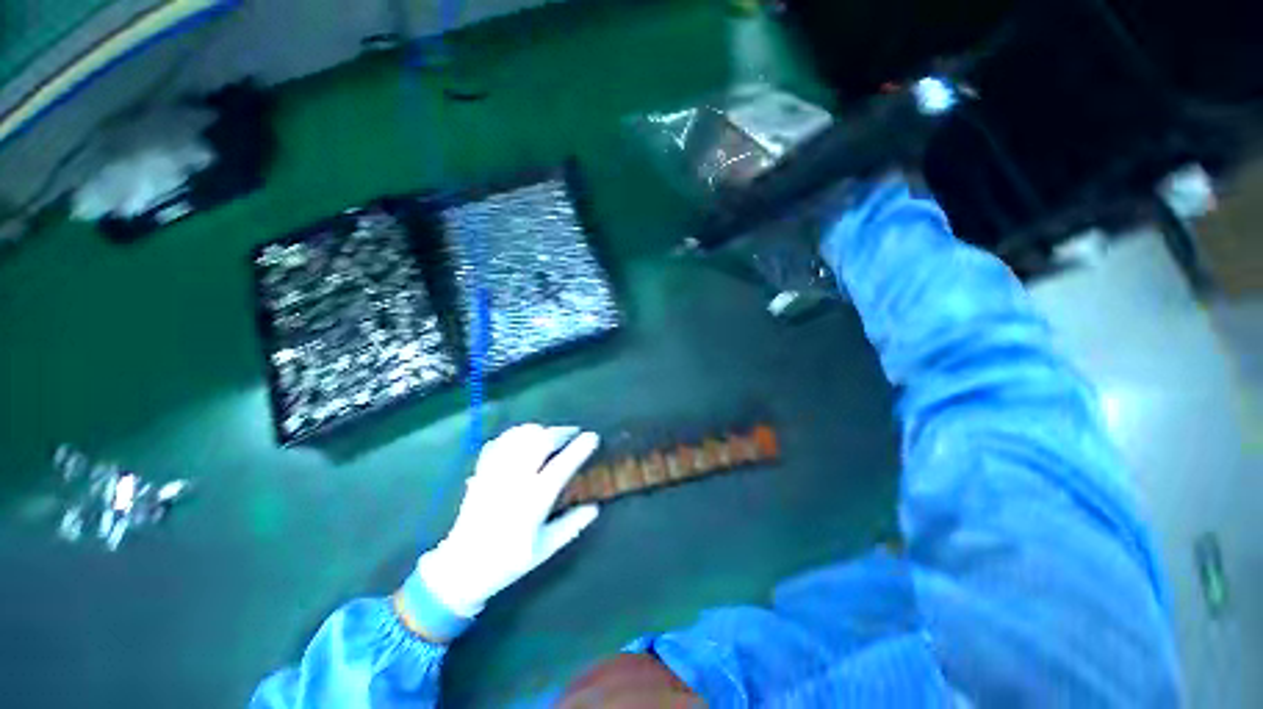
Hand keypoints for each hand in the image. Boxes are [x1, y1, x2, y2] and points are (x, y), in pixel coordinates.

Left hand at [417, 424, 600, 617]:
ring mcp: (495, 473)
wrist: (461, 567)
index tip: (593, 437)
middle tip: (573, 433)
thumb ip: (572, 525)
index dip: (580, 448)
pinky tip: (524, 438)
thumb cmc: (508, 561)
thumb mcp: (545, 549)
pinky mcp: (481, 472)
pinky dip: (515, 434)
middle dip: (561, 432)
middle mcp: (515, 481)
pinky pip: (500, 442)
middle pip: (540, 441)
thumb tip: (594, 507)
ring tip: (550, 434)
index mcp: (533, 501)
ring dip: (539, 430)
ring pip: (520, 436)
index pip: (562, 466)